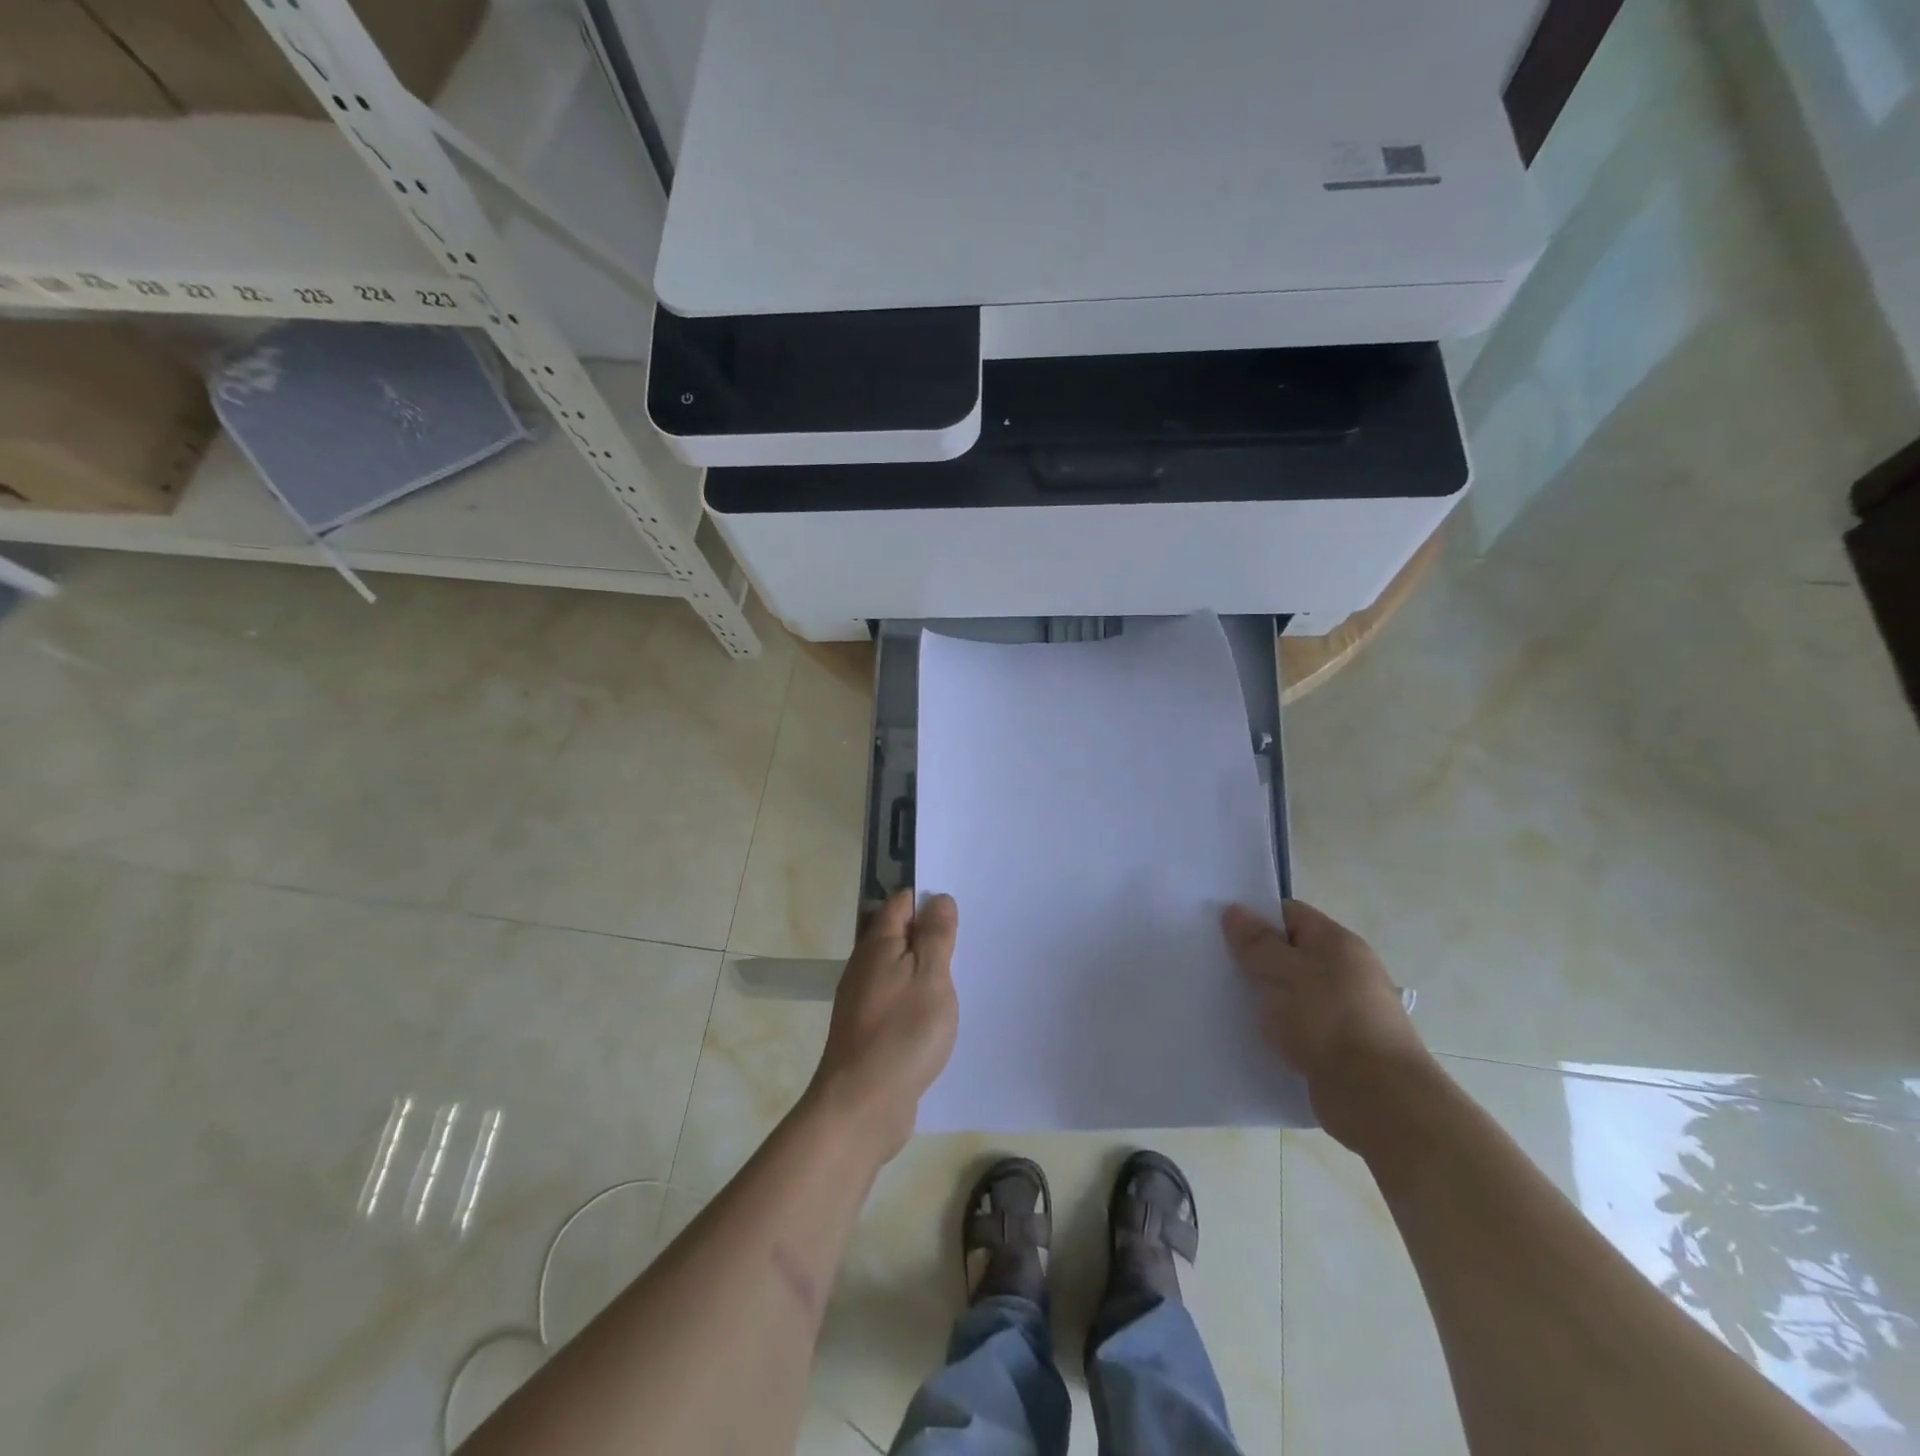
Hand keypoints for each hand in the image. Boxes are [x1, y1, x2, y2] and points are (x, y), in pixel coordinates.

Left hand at [808, 891, 959, 1166]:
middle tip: (966, 938)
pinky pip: (896, 997)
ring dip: (924, 966)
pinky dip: (916, 995)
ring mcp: (863, 999)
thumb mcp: (930, 977)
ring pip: (897, 967)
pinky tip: (936, 1011)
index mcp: (877, 944)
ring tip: (959, 973)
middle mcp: (864, 966)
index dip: (928, 898)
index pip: (901, 903)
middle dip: (928, 932)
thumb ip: (936, 936)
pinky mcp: (868, 1030)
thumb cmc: (902, 1033)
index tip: (959, 907)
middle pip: (897, 934)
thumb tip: (938, 898)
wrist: (861, 1105)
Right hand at [1222, 899, 1433, 1147]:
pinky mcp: (1339, 1047)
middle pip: (1290, 953)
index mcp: (1337, 943)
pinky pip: (1299, 1026)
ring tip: (1228, 1003)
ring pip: (1293, 992)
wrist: (1376, 1098)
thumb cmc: (1327, 1021)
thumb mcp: (1282, 972)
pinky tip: (1253, 1035)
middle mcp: (1346, 971)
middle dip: (1255, 960)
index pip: (1289, 914)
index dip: (1255, 918)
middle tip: (1217, 967)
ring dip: (1265, 998)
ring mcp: (1345, 1011)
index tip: (1221, 931)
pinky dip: (1279, 1028)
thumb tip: (1235, 910)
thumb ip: (1256, 942)